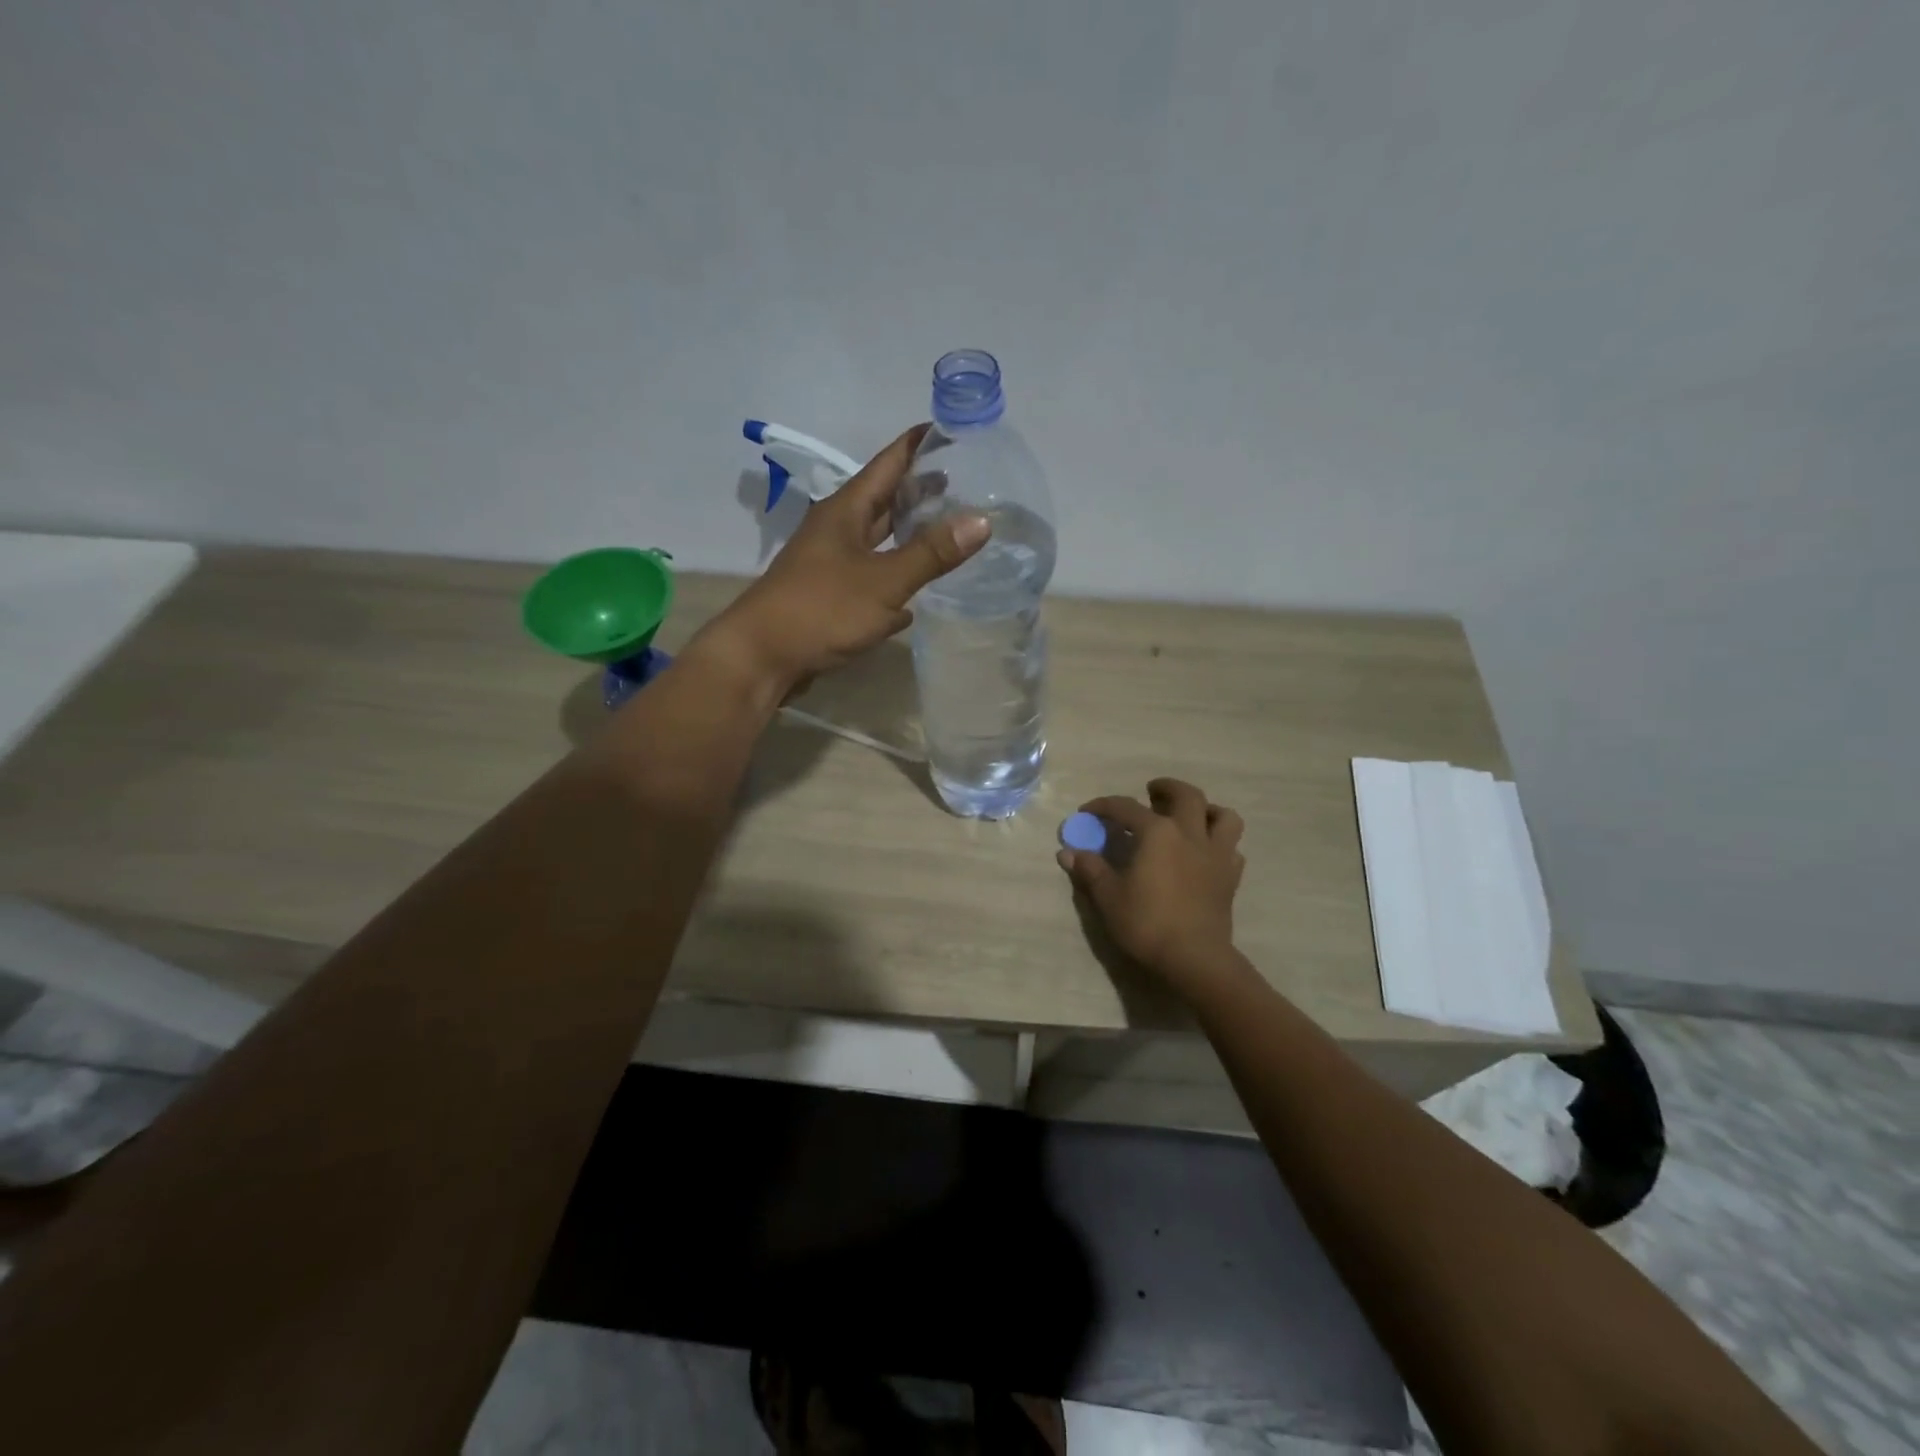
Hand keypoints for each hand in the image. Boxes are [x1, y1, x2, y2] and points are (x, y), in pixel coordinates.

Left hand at [693, 425, 991, 694]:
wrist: (762, 657)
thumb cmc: (821, 609)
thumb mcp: (884, 580)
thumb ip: (931, 553)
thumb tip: (982, 520)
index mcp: (846, 510)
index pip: (889, 461)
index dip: (920, 443)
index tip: (955, 430)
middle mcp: (836, 529)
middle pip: (883, 499)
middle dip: (920, 490)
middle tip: (965, 484)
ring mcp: (830, 564)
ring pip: (877, 540)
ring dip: (907, 536)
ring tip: (947, 532)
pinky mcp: (829, 598)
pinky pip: (870, 580)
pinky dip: (893, 582)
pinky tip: (914, 599)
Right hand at [1058, 779, 1246, 990]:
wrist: (1194, 958)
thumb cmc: (1147, 923)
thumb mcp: (1108, 897)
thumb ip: (1090, 870)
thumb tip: (1068, 852)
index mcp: (1158, 833)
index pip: (1126, 807)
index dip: (1103, 806)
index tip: (1087, 813)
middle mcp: (1190, 834)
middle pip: (1186, 795)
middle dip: (1167, 788)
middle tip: (1151, 792)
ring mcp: (1216, 855)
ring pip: (1223, 816)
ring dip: (1206, 810)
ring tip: (1190, 817)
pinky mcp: (1230, 878)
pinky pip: (1231, 848)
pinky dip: (1219, 843)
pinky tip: (1205, 854)